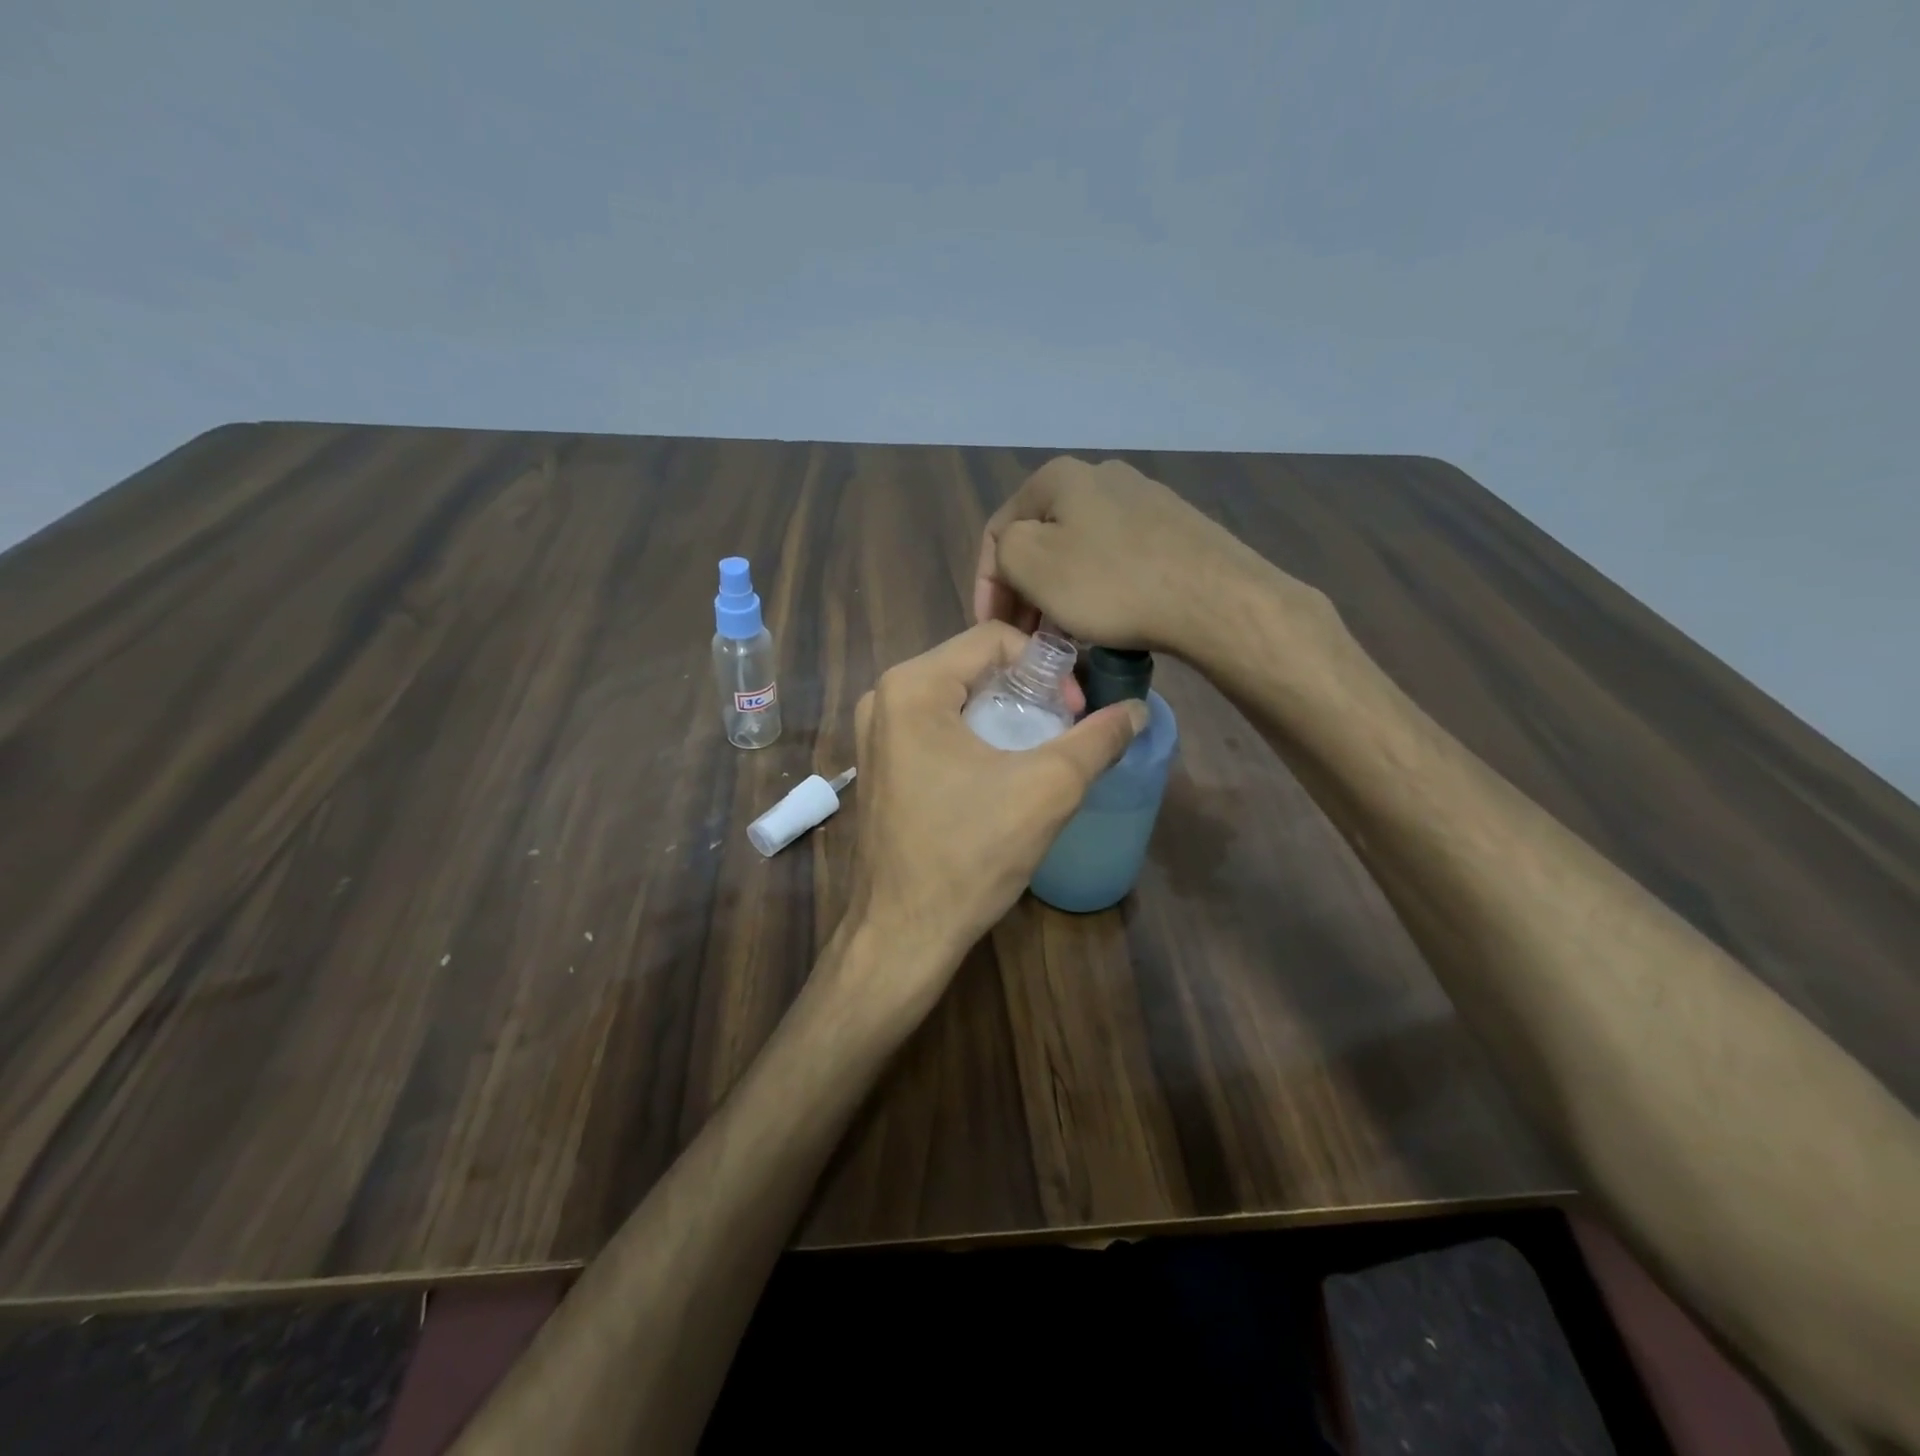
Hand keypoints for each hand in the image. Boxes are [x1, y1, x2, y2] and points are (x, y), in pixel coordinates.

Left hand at [840, 622, 1146, 1014]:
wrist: (903, 934)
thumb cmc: (970, 854)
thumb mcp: (1047, 789)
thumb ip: (1097, 740)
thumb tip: (1137, 710)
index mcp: (912, 685)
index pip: (993, 638)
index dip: (1046, 665)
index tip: (1073, 711)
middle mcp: (883, 697)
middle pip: (973, 666)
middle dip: (1026, 690)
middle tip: (1062, 729)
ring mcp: (875, 734)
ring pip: (956, 698)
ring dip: (1003, 714)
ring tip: (1038, 751)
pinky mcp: (879, 765)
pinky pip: (935, 728)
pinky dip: (975, 736)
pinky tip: (1001, 772)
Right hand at [973, 455, 1309, 657]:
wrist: (1213, 599)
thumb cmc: (1111, 583)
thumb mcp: (1031, 563)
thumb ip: (1002, 550)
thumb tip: (1015, 557)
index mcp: (1059, 476)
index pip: (998, 531)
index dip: (985, 584)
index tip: (991, 630)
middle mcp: (1100, 476)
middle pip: (1041, 540)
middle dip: (1024, 591)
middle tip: (1024, 637)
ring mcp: (1143, 501)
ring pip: (1078, 552)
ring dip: (1058, 595)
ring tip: (1061, 637)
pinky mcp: (1173, 530)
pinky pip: (1115, 561)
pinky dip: (1097, 591)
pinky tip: (1104, 622)